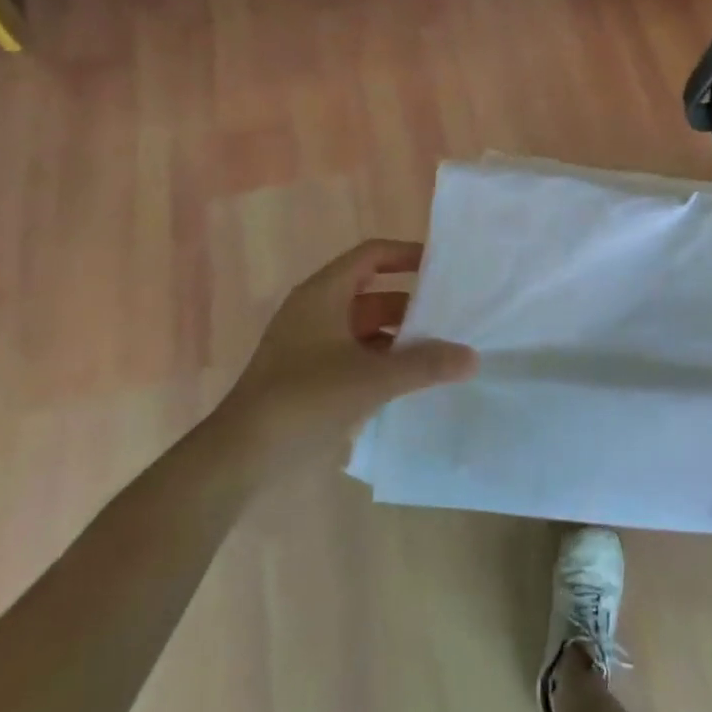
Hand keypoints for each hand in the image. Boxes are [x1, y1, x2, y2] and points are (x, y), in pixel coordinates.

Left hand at [228, 239, 476, 430]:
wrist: (239, 457)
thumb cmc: (303, 399)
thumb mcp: (371, 379)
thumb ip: (424, 365)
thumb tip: (472, 357)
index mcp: (323, 294)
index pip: (372, 255)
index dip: (407, 254)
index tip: (444, 267)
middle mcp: (316, 311)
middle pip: (373, 293)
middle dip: (412, 304)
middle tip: (453, 316)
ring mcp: (311, 345)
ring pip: (366, 328)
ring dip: (400, 337)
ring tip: (441, 351)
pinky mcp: (310, 376)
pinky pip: (356, 355)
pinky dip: (383, 361)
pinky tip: (412, 381)